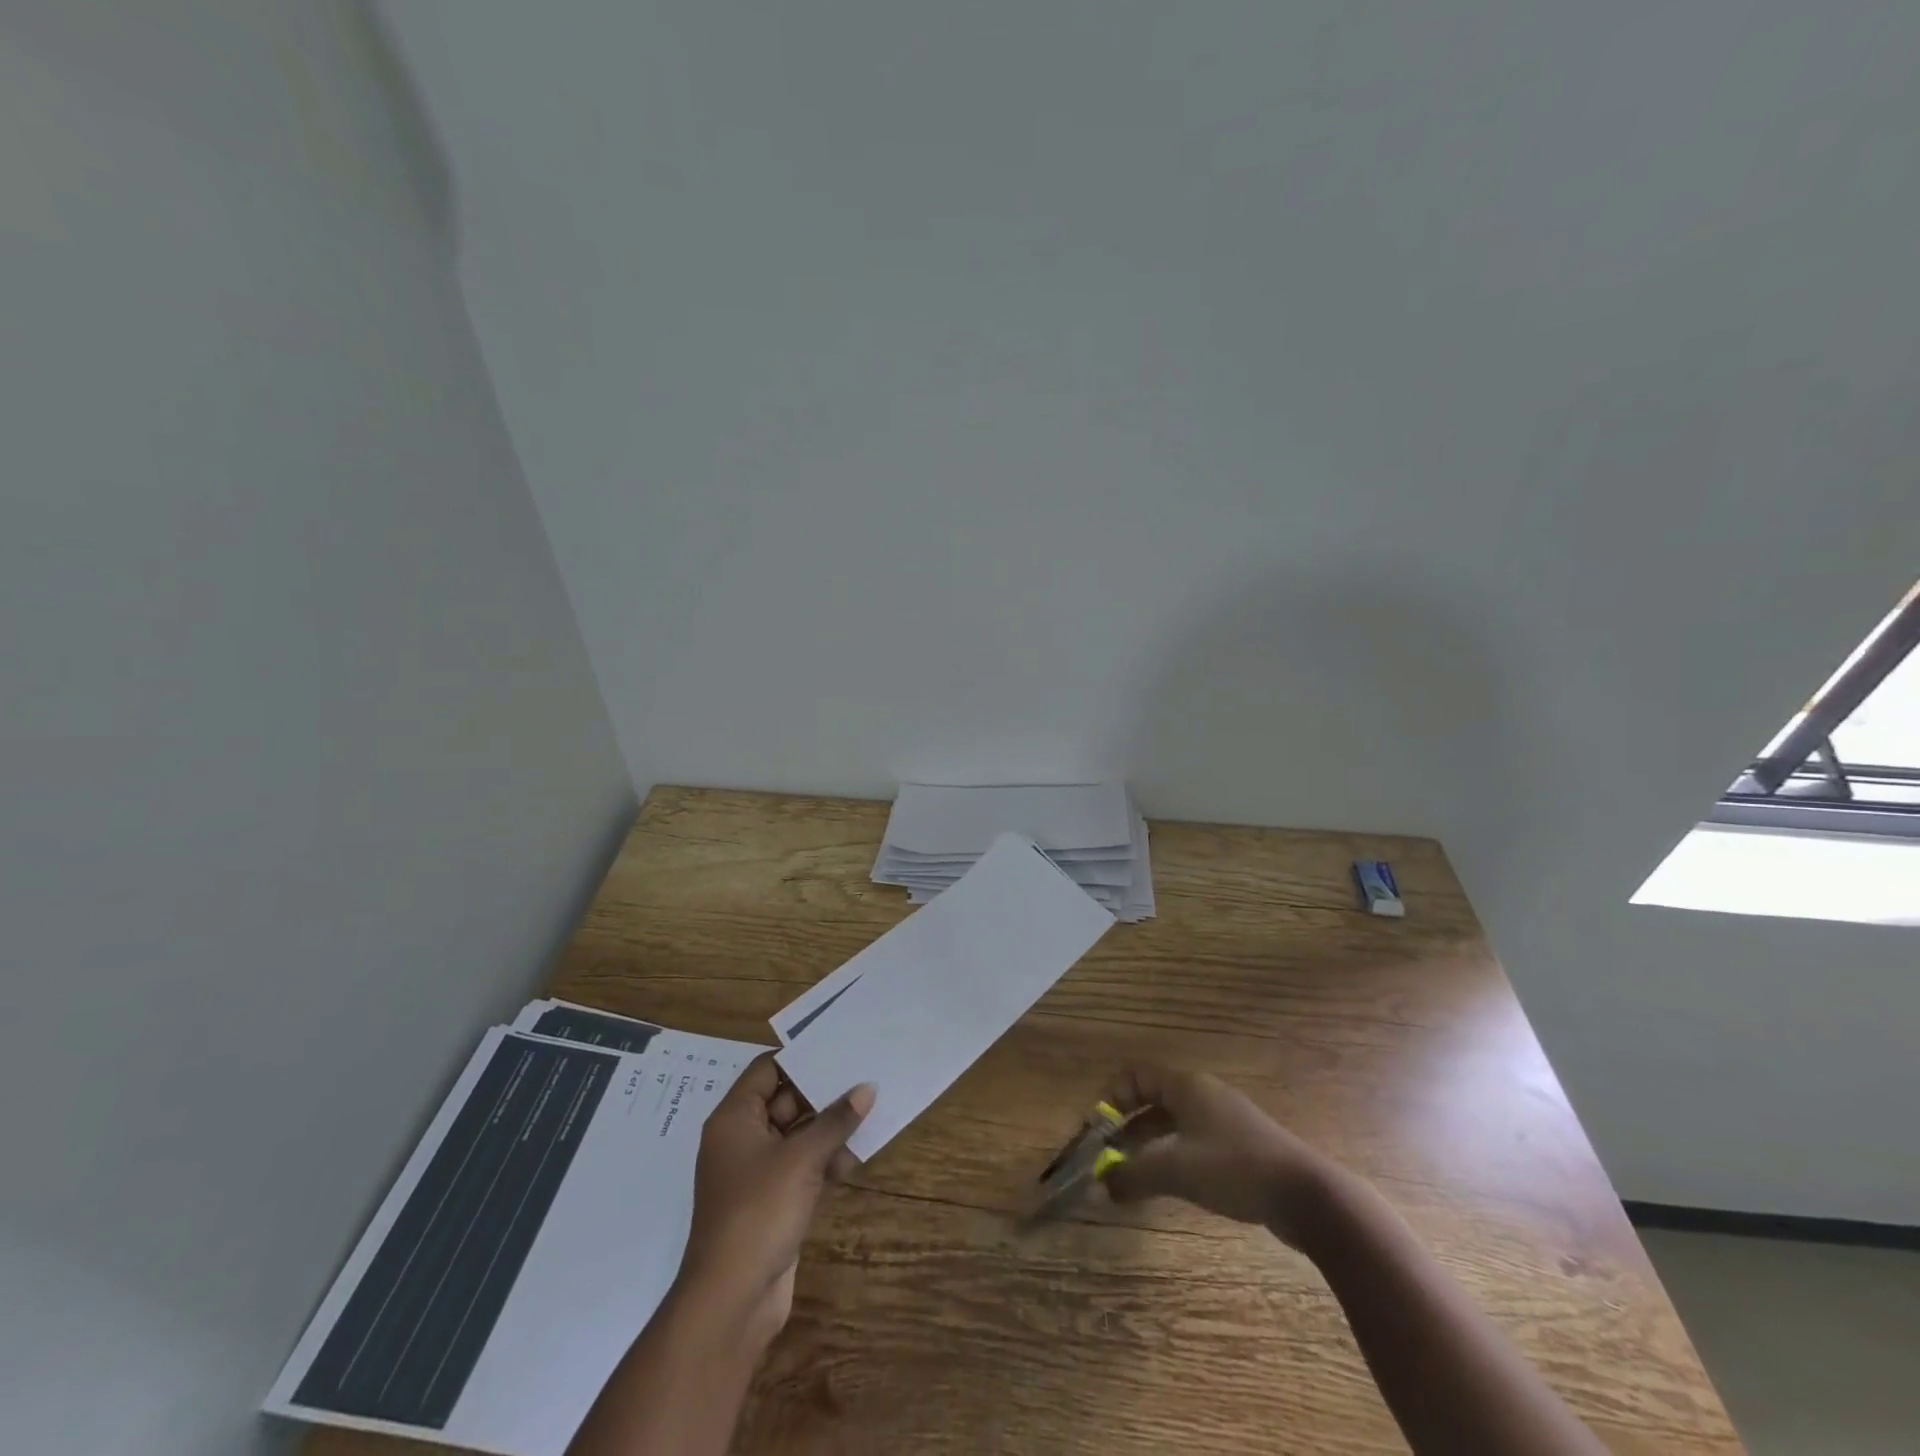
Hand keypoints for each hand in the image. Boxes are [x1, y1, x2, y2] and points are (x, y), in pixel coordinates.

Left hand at [676, 1054, 874, 1347]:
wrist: (731, 1301)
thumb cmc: (759, 1212)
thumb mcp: (802, 1159)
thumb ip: (835, 1121)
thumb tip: (866, 1089)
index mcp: (735, 1119)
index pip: (767, 1070)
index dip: (800, 1058)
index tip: (838, 1046)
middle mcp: (742, 1139)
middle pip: (784, 1100)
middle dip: (822, 1093)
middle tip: (862, 1075)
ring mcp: (756, 1173)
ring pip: (797, 1135)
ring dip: (828, 1128)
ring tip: (868, 1112)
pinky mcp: (772, 1201)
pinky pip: (802, 1166)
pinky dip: (825, 1159)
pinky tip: (855, 1156)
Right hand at [1102, 1066, 1344, 1246]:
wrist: (1307, 1194)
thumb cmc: (1234, 1168)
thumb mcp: (1177, 1170)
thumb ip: (1134, 1175)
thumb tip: (1099, 1184)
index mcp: (1186, 1086)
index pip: (1137, 1076)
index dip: (1113, 1099)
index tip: (1100, 1132)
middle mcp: (1203, 1094)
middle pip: (1154, 1100)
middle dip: (1129, 1128)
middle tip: (1111, 1158)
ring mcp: (1225, 1119)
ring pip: (1175, 1124)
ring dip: (1151, 1146)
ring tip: (1136, 1177)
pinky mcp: (1242, 1146)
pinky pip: (1195, 1142)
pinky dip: (1175, 1157)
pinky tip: (1173, 1185)